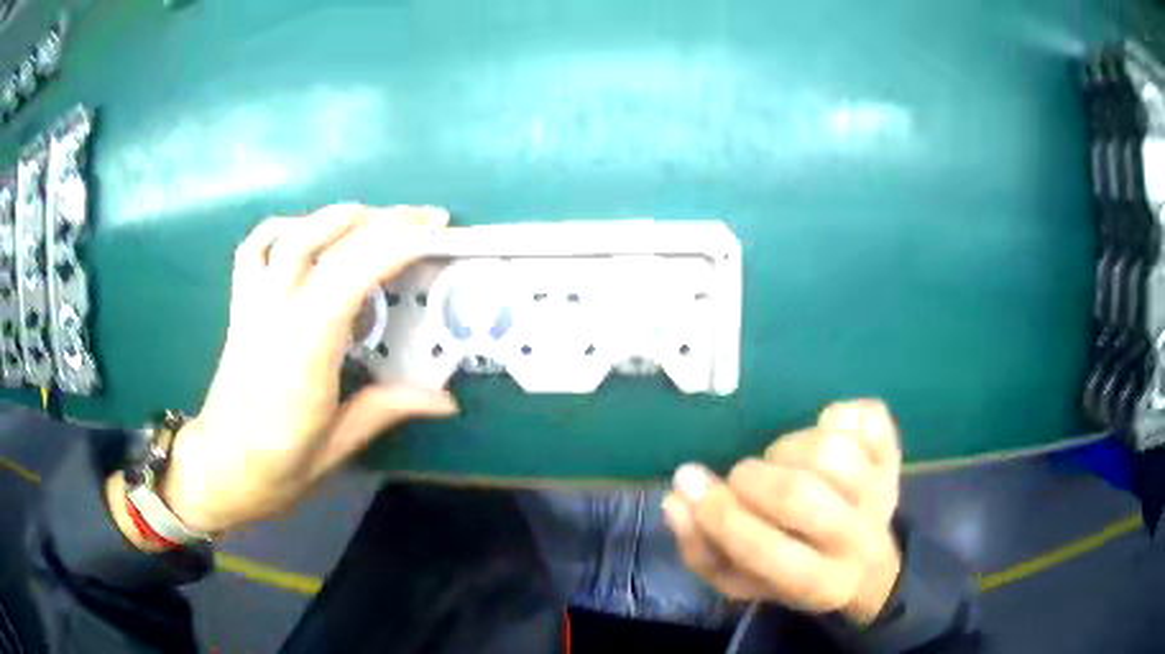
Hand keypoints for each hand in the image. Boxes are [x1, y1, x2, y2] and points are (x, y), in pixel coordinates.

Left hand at [153, 205, 457, 534]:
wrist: (219, 468)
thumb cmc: (277, 466)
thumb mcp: (338, 446)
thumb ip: (388, 409)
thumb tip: (447, 401)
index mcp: (303, 353)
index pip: (350, 277)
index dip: (394, 246)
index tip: (435, 233)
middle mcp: (275, 316)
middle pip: (322, 242)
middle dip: (379, 221)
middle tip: (424, 219)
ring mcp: (253, 305)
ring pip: (290, 235)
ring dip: (338, 217)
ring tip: (376, 219)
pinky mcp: (240, 305)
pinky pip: (255, 247)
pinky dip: (286, 227)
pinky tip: (308, 233)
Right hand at [662, 399, 902, 624]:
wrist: (865, 567)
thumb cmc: (793, 575)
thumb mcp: (742, 583)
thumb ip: (702, 549)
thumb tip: (677, 497)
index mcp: (820, 585)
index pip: (766, 551)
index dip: (721, 517)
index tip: (693, 491)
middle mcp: (858, 540)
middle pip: (801, 495)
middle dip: (753, 481)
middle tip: (741, 480)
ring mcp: (882, 492)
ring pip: (833, 451)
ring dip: (790, 448)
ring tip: (781, 462)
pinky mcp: (893, 457)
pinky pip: (870, 418)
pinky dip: (841, 415)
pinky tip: (825, 432)